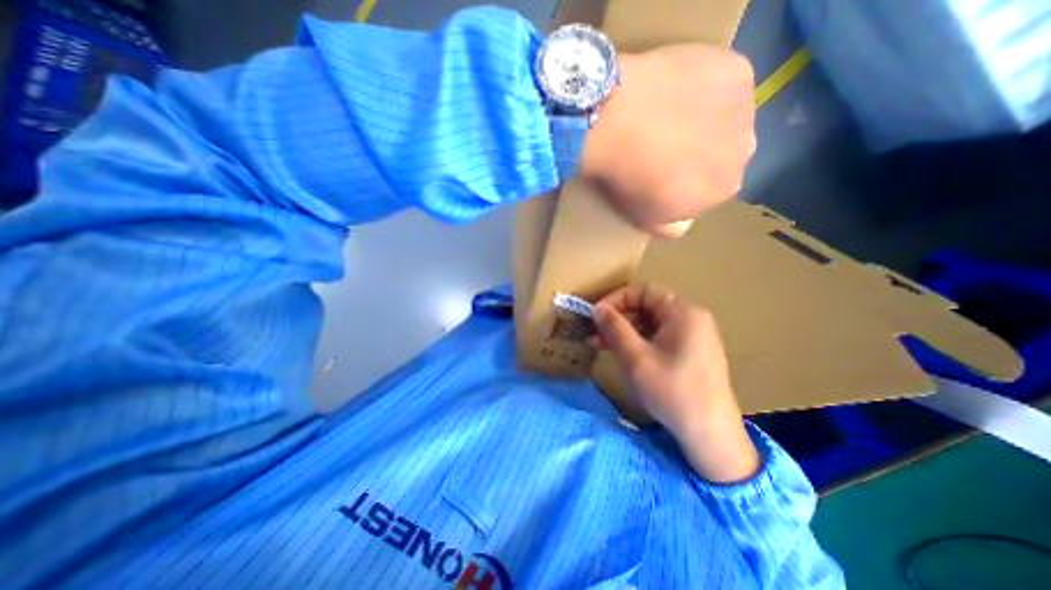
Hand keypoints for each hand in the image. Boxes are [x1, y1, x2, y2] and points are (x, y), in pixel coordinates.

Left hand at [574, 43, 755, 236]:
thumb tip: (683, 222)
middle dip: (701, 151)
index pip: (711, 189)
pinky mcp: (736, 69)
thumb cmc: (627, 178)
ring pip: (727, 117)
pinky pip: (722, 82)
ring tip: (667, 114)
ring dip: (706, 118)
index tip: (663, 173)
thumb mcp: (645, 218)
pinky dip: (704, 86)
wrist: (616, 123)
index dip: (688, 181)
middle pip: (724, 152)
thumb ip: (671, 226)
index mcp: (724, 190)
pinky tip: (676, 88)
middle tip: (665, 143)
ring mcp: (745, 107)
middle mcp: (745, 151)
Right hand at [590, 283, 755, 481]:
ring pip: (651, 323)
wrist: (711, 436)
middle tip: (594, 334)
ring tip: (601, 344)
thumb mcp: (636, 358)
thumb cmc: (672, 392)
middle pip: (647, 306)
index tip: (595, 316)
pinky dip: (637, 342)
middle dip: (618, 318)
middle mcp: (691, 318)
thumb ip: (614, 328)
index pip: (643, 291)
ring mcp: (693, 336)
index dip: (615, 299)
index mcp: (683, 312)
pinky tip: (621, 354)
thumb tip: (597, 308)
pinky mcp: (690, 352)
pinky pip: (658, 337)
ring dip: (624, 331)